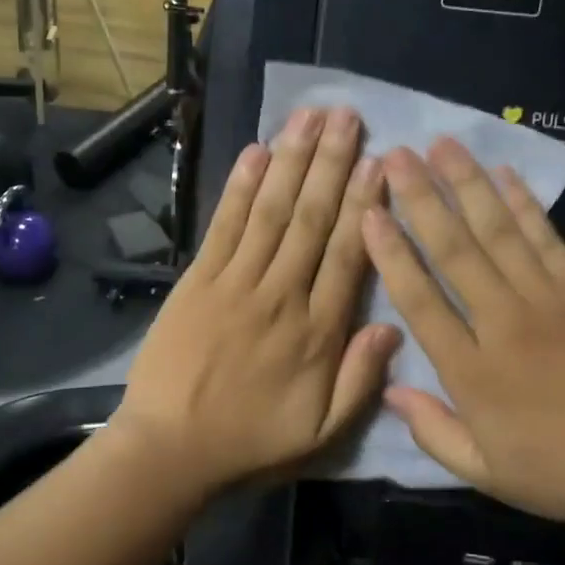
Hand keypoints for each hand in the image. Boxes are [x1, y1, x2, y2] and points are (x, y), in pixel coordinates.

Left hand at [113, 107, 401, 494]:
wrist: (171, 449)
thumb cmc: (251, 442)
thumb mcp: (322, 432)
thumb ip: (361, 379)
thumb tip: (394, 325)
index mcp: (318, 333)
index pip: (348, 255)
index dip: (366, 205)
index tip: (380, 162)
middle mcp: (281, 296)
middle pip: (312, 220)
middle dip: (332, 163)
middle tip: (348, 115)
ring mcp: (235, 284)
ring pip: (271, 211)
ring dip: (292, 160)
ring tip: (311, 116)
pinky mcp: (197, 281)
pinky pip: (224, 226)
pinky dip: (238, 187)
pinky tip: (255, 151)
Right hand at [362, 138, 564, 525]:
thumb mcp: (488, 472)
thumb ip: (434, 431)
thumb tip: (391, 391)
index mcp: (472, 371)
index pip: (420, 301)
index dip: (390, 255)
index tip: (368, 214)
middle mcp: (503, 323)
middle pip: (454, 252)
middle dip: (420, 200)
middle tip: (396, 156)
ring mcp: (549, 300)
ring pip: (497, 232)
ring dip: (466, 185)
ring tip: (441, 145)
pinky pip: (547, 238)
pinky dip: (523, 204)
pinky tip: (503, 174)